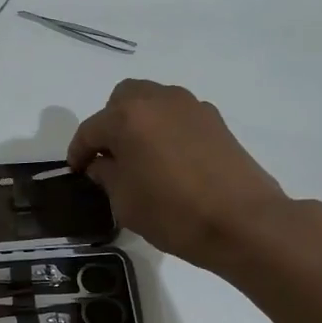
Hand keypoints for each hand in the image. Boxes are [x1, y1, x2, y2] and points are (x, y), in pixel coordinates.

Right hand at [68, 79, 295, 272]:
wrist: (244, 222)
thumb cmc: (174, 213)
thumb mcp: (124, 201)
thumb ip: (106, 175)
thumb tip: (102, 163)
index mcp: (127, 117)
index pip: (90, 129)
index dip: (78, 152)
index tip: (77, 171)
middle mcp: (157, 100)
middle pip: (121, 100)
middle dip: (109, 124)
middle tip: (109, 156)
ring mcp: (190, 106)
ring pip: (152, 102)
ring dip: (139, 122)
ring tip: (141, 156)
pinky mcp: (215, 120)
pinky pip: (177, 115)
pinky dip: (166, 129)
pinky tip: (170, 159)